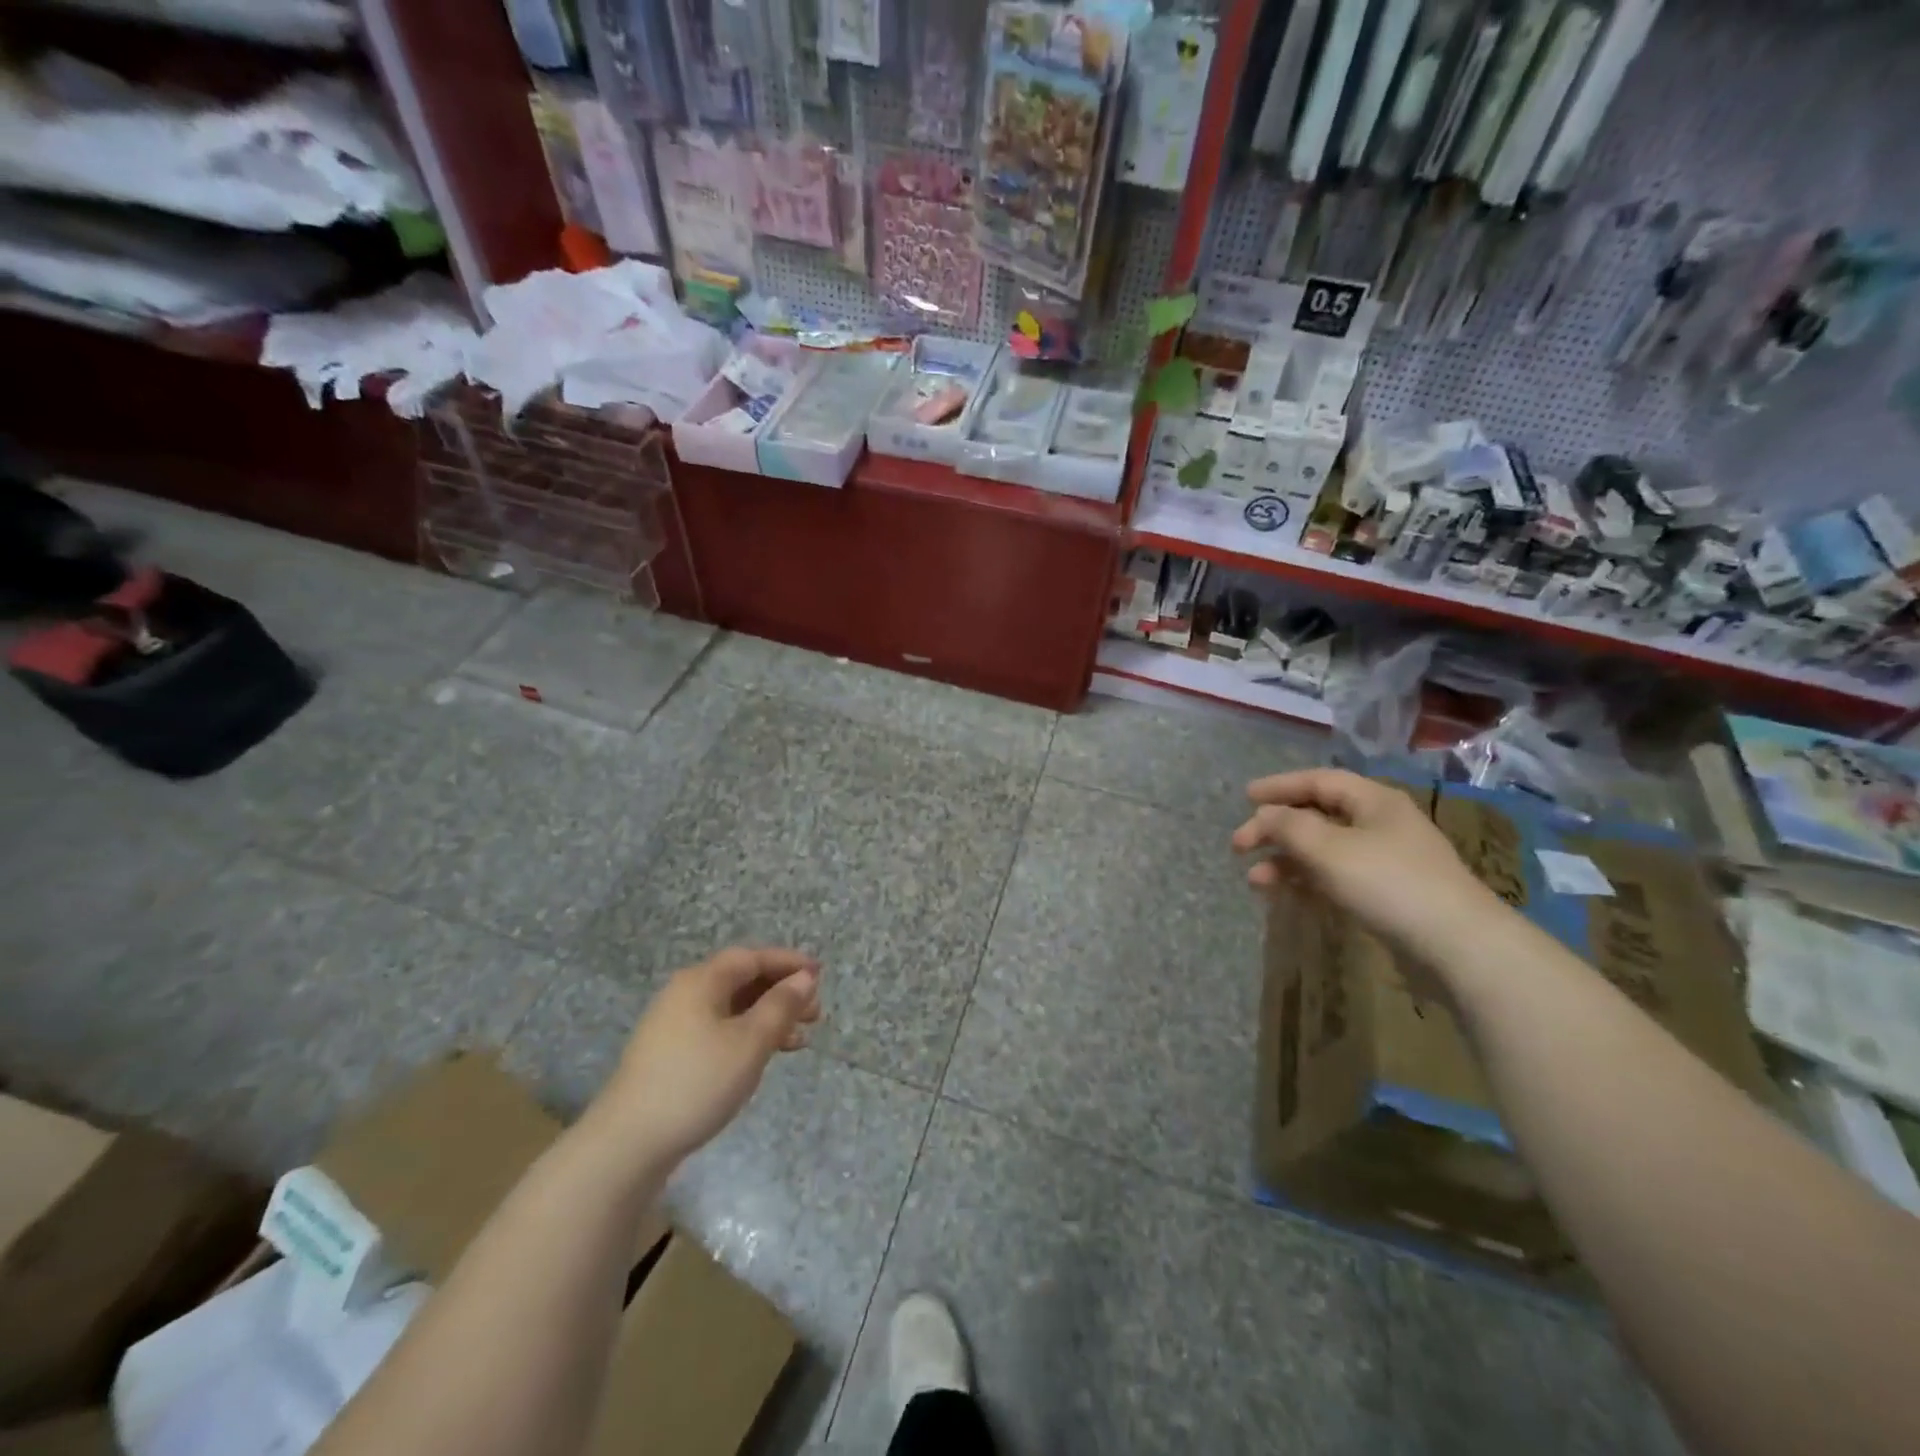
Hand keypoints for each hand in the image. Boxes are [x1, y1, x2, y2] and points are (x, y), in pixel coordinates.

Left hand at [596, 947, 821, 1166]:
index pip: (752, 957)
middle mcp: (685, 994)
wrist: (627, 1144)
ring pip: (732, 1009)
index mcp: (702, 981)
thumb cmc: (696, 1082)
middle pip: (742, 980)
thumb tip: (804, 978)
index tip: (820, 975)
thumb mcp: (750, 1042)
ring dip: (768, 1017)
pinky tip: (764, 1057)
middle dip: (782, 992)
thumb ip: (781, 1006)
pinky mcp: (670, 1055)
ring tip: (800, 1039)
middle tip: (815, 1013)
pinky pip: (719, 1030)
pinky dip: (747, 1036)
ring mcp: (674, 1026)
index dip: (789, 962)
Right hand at [1231, 768, 1498, 963]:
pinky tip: (1286, 896)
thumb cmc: (1389, 884)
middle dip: (1275, 829)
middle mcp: (1380, 824)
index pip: (1318, 781)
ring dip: (1286, 861)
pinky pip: (1336, 878)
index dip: (1279, 786)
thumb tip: (1264, 815)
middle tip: (1239, 846)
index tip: (1244, 797)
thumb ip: (1288, 826)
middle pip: (1317, 816)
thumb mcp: (1328, 849)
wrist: (1458, 947)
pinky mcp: (1387, 895)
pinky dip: (1308, 882)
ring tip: (1255, 881)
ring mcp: (1386, 861)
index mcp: (1374, 801)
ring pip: (1323, 851)